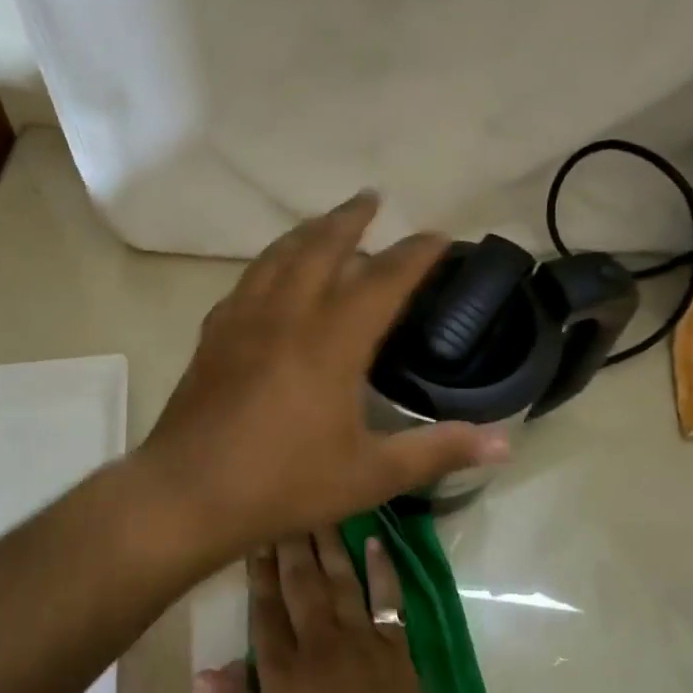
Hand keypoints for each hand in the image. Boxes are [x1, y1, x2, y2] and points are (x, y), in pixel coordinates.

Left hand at [133, 193, 507, 563]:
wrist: (187, 494)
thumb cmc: (284, 484)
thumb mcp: (370, 475)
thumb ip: (437, 451)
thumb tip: (505, 443)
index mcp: (332, 340)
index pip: (384, 279)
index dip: (415, 253)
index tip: (438, 236)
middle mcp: (287, 314)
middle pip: (322, 245)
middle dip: (351, 218)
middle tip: (371, 199)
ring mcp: (243, 319)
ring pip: (278, 255)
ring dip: (306, 231)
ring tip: (324, 223)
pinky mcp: (213, 334)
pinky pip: (247, 280)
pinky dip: (269, 263)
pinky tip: (271, 274)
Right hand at [199, 528, 456, 692]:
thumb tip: (203, 672)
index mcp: (284, 669)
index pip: (265, 609)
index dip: (258, 572)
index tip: (254, 536)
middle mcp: (319, 641)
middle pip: (300, 583)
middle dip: (289, 544)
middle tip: (282, 506)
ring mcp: (360, 637)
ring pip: (339, 579)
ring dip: (327, 543)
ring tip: (318, 510)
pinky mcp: (394, 643)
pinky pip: (387, 597)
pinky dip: (382, 569)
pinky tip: (376, 542)